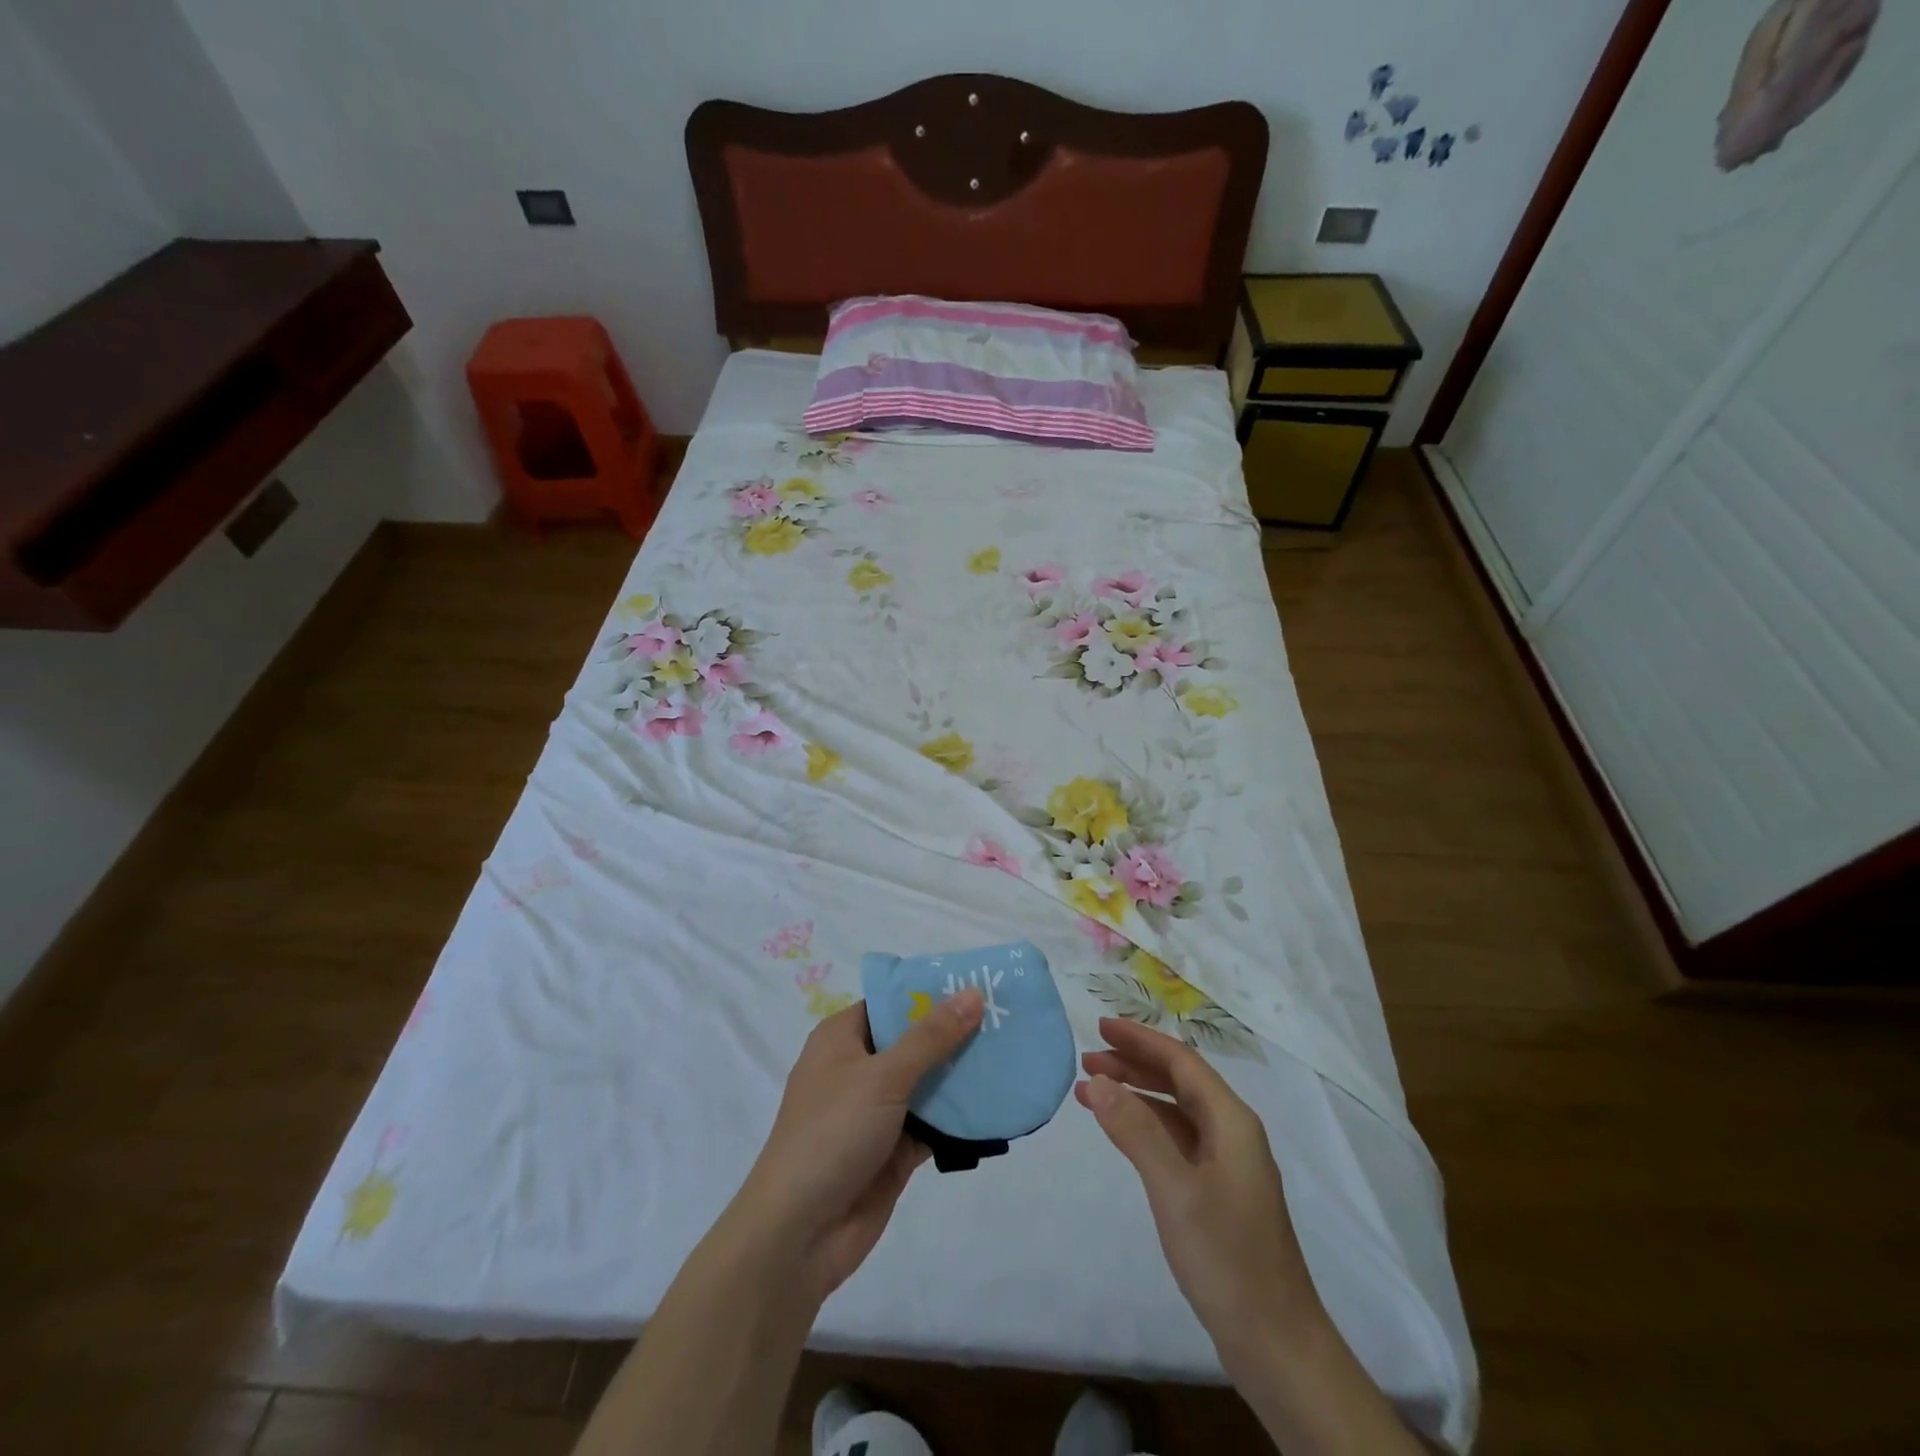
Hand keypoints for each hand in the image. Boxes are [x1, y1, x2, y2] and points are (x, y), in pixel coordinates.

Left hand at [735, 989, 983, 1300]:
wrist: (799, 1234)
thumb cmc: (833, 1133)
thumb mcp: (883, 1076)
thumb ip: (931, 1037)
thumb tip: (973, 993)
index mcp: (842, 1038)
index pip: (892, 1002)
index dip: (932, 992)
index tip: (979, 983)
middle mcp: (858, 1068)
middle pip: (914, 1041)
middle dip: (956, 1033)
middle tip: (1008, 1017)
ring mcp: (877, 1111)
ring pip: (927, 1082)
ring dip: (963, 1074)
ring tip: (1013, 1054)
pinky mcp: (894, 1149)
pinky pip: (934, 1123)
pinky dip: (960, 1117)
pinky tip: (999, 1103)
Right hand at [1077, 1017, 1324, 1358]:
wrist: (1277, 1345)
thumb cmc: (1227, 1258)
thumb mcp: (1175, 1190)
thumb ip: (1136, 1130)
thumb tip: (1098, 1080)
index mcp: (1232, 1121)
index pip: (1180, 1061)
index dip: (1140, 1040)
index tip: (1100, 1025)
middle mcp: (1232, 1133)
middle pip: (1178, 1081)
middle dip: (1133, 1064)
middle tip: (1087, 1059)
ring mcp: (1226, 1165)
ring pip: (1175, 1111)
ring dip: (1135, 1095)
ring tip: (1090, 1092)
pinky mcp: (1217, 1192)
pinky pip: (1176, 1140)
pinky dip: (1144, 1127)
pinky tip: (1120, 1132)